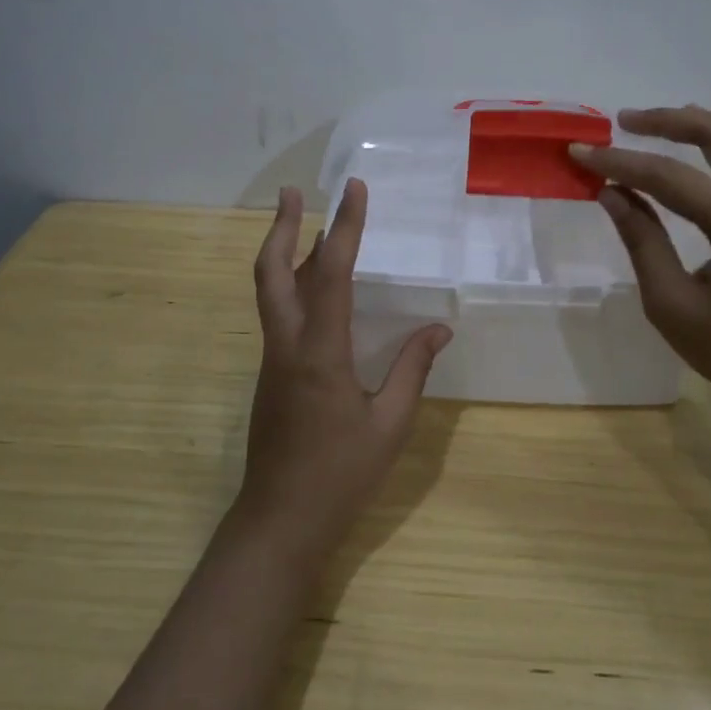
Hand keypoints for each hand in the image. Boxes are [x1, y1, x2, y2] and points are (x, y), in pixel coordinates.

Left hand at [234, 178, 452, 564]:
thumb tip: (439, 329)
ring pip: (271, 291)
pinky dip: (293, 284)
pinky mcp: (271, 374)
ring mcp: (272, 359)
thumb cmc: (340, 474)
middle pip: (271, 272)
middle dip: (281, 227)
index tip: (353, 189)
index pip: (331, 273)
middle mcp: (287, 345)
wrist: (279, 520)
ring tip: (304, 223)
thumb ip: (412, 370)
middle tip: (292, 192)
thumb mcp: (390, 424)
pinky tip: (315, 286)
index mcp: (319, 352)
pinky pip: (280, 314)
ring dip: (284, 252)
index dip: (344, 227)